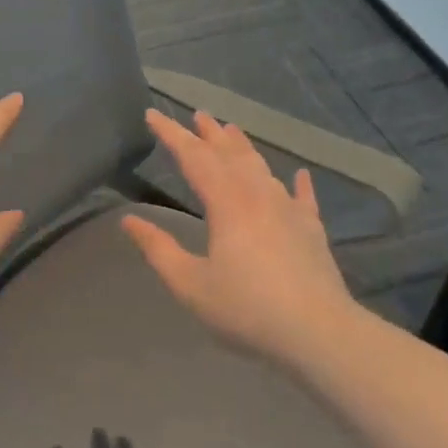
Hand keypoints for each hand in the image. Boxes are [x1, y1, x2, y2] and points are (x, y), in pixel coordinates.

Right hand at [121, 108, 366, 364]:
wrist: (318, 333)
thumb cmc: (246, 308)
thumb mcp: (190, 284)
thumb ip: (158, 250)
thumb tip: (129, 220)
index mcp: (226, 204)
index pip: (193, 157)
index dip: (172, 134)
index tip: (153, 114)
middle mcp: (258, 196)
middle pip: (230, 155)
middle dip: (210, 133)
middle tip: (197, 114)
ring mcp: (289, 211)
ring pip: (263, 168)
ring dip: (244, 148)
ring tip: (232, 131)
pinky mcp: (312, 231)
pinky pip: (303, 198)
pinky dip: (299, 184)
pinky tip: (300, 175)